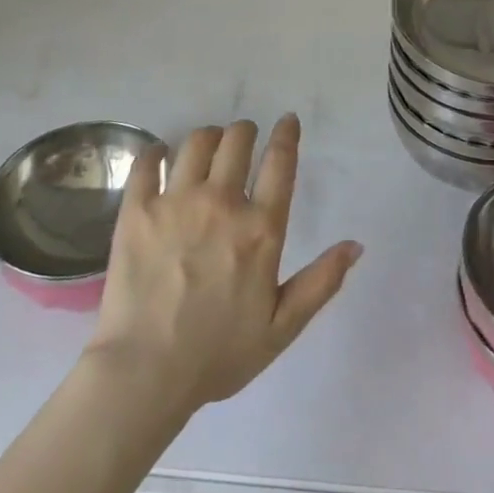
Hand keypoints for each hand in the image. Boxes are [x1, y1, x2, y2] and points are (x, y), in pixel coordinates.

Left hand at [86, 115, 361, 412]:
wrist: (146, 372)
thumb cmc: (219, 353)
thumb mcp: (282, 327)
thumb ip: (321, 282)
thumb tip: (356, 245)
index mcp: (260, 229)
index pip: (280, 163)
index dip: (286, 134)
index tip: (287, 120)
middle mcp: (221, 203)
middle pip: (236, 141)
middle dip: (244, 131)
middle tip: (242, 138)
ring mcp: (176, 202)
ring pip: (195, 143)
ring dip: (207, 137)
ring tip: (206, 147)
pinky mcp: (137, 210)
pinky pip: (147, 162)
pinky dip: (156, 152)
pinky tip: (159, 156)